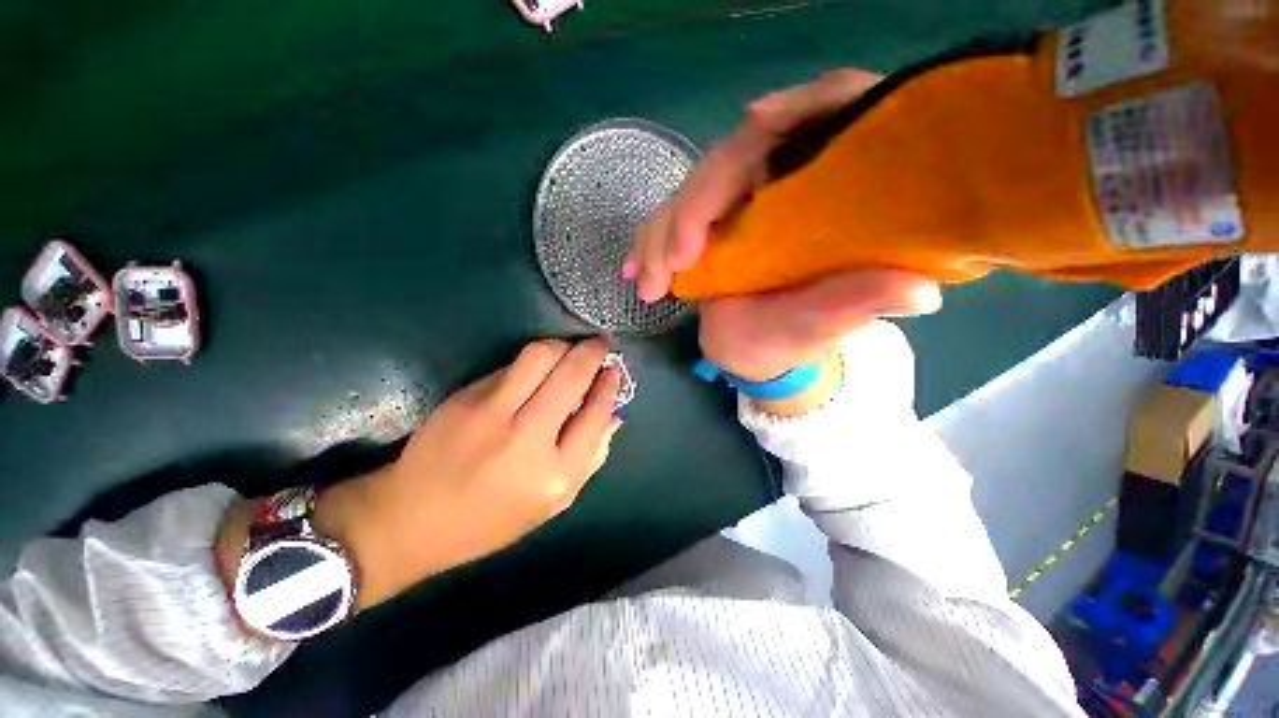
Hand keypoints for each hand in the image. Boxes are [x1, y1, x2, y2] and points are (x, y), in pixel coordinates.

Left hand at [312, 338, 622, 608]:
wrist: (410, 518)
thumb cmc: (491, 519)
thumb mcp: (554, 503)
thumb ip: (591, 458)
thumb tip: (614, 415)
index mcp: (554, 474)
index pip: (596, 412)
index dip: (609, 385)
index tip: (614, 372)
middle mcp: (526, 437)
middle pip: (571, 374)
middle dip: (594, 351)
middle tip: (603, 345)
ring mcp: (491, 412)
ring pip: (541, 355)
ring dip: (564, 346)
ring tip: (572, 351)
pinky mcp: (466, 396)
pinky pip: (512, 366)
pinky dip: (534, 362)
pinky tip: (538, 371)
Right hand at [624, 70, 940, 394]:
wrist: (755, 353)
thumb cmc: (795, 340)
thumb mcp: (827, 325)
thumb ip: (859, 302)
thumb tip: (920, 292)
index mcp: (828, 192)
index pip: (825, 117)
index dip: (797, 106)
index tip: (756, 122)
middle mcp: (781, 185)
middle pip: (735, 157)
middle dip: (697, 206)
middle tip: (675, 262)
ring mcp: (736, 204)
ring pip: (692, 191)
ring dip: (662, 233)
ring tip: (649, 282)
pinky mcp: (704, 225)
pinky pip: (670, 220)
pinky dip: (648, 244)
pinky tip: (635, 270)